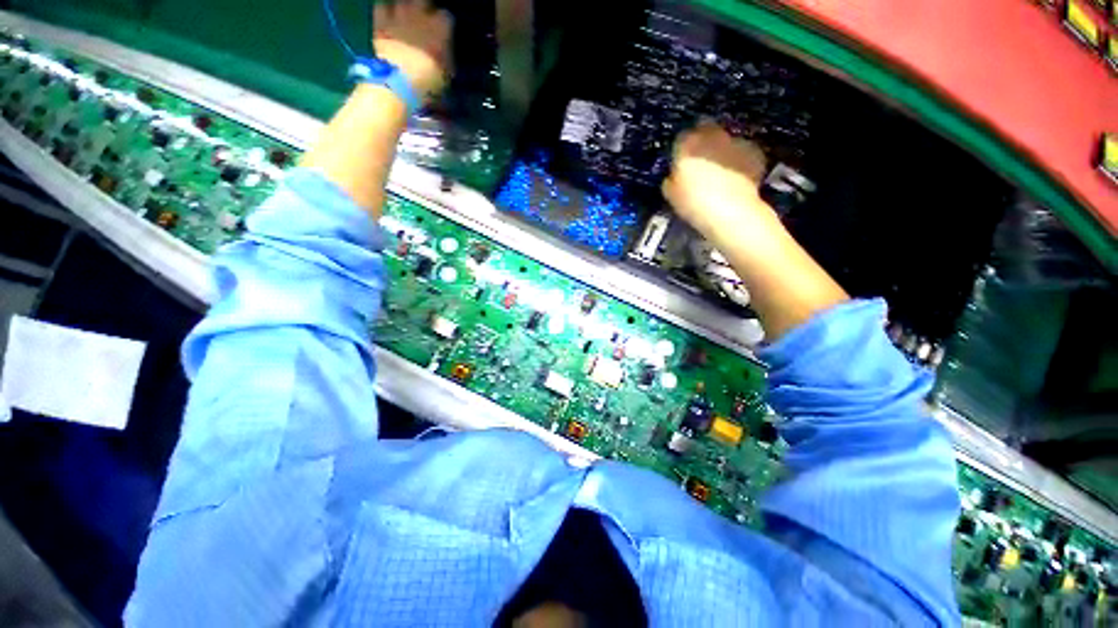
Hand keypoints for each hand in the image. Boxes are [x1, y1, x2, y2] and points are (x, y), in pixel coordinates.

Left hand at [373, 0, 452, 99]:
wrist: (401, 81)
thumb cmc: (430, 81)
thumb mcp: (447, 73)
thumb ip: (446, 56)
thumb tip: (445, 53)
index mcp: (441, 27)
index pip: (447, 17)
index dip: (444, 26)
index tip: (443, 36)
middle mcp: (421, 14)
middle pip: (424, 1)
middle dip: (425, 11)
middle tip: (424, 24)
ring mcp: (400, 14)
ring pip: (403, 1)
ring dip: (406, 10)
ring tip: (406, 22)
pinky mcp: (381, 20)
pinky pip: (382, 6)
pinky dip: (386, 12)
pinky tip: (388, 20)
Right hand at [662, 122, 778, 246]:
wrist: (732, 212)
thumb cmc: (696, 204)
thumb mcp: (671, 195)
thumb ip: (671, 180)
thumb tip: (673, 177)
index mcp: (688, 144)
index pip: (681, 138)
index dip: (681, 150)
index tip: (681, 161)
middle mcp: (712, 136)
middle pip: (706, 131)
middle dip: (703, 143)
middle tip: (700, 164)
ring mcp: (735, 142)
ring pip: (725, 141)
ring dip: (721, 152)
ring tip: (719, 174)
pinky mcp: (754, 152)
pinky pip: (742, 153)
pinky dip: (739, 162)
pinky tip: (735, 179)